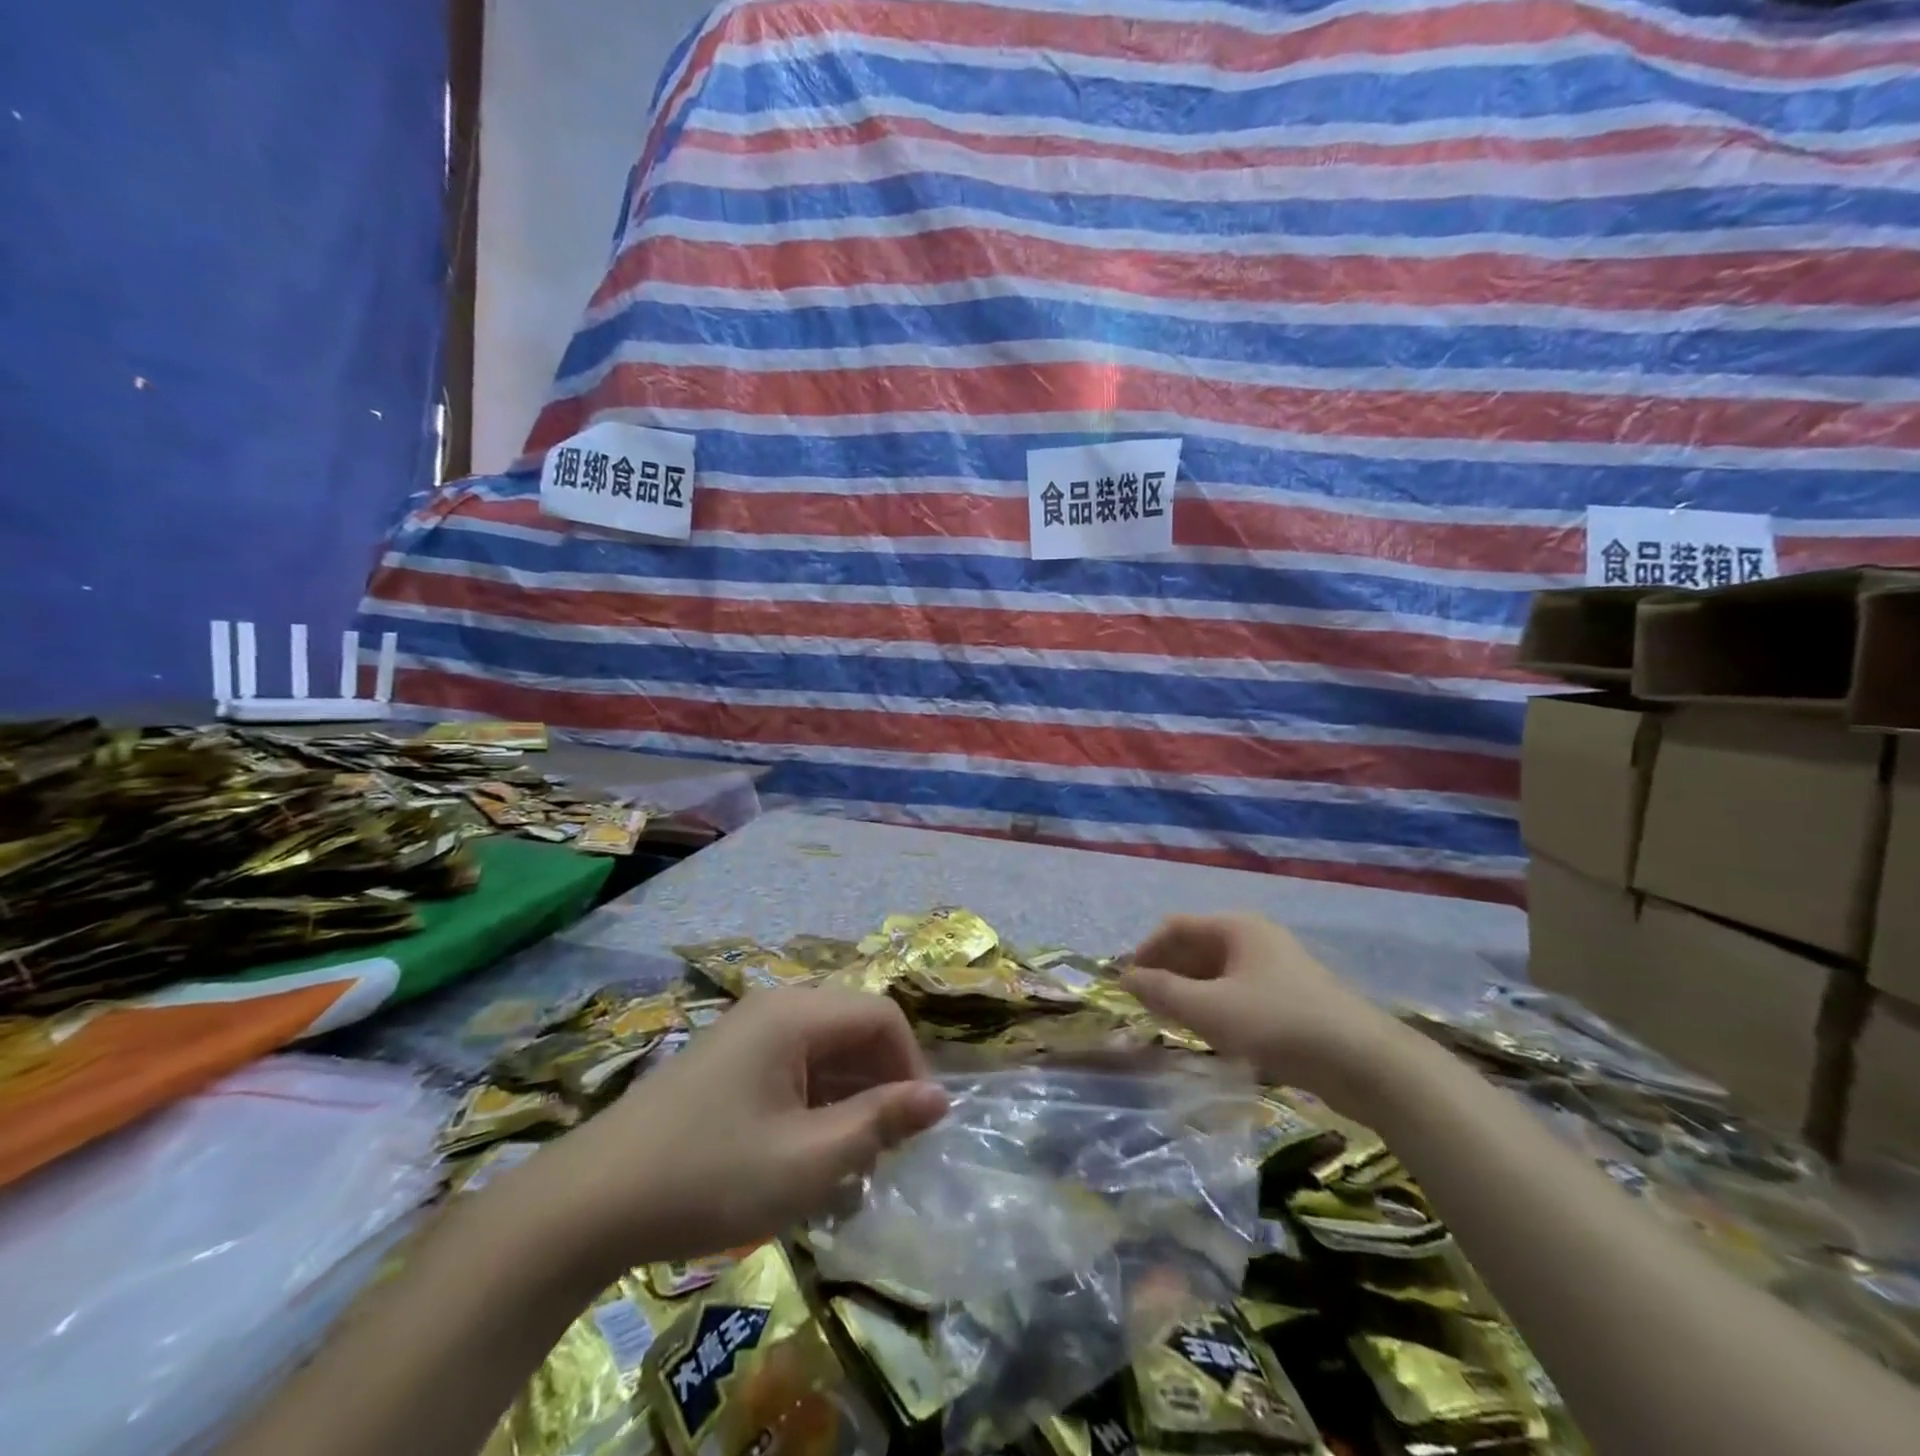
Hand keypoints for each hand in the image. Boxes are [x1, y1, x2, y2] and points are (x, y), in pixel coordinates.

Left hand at [548, 987, 949, 1272]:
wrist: (590, 1202)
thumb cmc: (710, 1175)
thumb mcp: (808, 1161)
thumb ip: (880, 1123)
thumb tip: (940, 1098)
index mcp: (796, 1014)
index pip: (882, 1017)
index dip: (911, 1067)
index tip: (915, 1128)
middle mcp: (775, 1007)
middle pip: (853, 1027)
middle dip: (880, 1083)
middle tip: (884, 1149)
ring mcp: (746, 1031)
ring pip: (824, 1048)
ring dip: (848, 1096)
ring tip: (849, 1159)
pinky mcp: (727, 1060)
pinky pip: (792, 1065)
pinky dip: (814, 1101)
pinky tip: (805, 1151)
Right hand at [1122, 913, 1398, 1093]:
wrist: (1366, 1064)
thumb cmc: (1278, 1024)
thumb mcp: (1210, 1010)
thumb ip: (1162, 992)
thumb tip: (1125, 978)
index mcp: (1236, 927)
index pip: (1175, 927)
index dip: (1145, 952)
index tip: (1125, 985)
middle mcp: (1256, 938)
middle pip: (1197, 947)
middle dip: (1167, 973)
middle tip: (1145, 1007)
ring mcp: (1277, 968)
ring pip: (1218, 973)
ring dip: (1190, 993)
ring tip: (1171, 1023)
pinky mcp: (1293, 999)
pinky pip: (1240, 993)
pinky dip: (1216, 1007)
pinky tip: (1211, 1035)